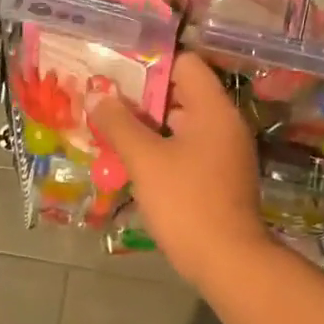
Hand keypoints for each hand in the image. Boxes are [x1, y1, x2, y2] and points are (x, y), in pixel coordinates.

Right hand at [90, 51, 269, 285]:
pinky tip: (130, 161)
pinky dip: (159, 150)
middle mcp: (224, 125)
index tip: (115, 71)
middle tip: (103, 101)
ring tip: (108, 129)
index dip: (149, 63)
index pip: (185, 64)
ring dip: (146, 127)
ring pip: (179, 126)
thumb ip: (118, 124)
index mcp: (213, 110)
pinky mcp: (217, 179)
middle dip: (140, 97)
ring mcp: (223, 153)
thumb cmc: (186, 202)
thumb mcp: (145, 160)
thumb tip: (96, 96)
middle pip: (180, 94)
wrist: (227, 261)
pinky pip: (185, 151)